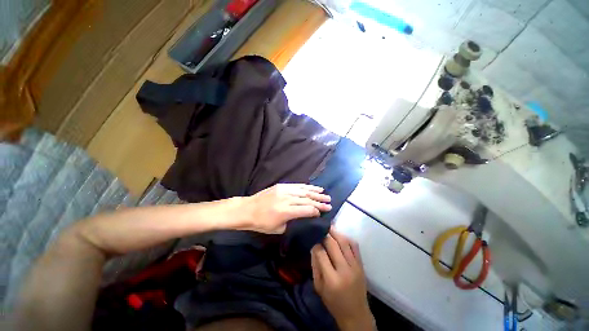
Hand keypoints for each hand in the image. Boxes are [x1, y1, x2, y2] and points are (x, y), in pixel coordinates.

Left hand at [239, 183, 331, 233]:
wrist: (248, 209)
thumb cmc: (261, 223)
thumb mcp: (278, 229)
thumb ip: (292, 222)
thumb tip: (302, 216)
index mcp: (285, 212)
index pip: (306, 210)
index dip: (316, 211)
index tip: (323, 212)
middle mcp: (286, 199)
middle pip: (307, 199)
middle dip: (319, 202)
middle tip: (329, 203)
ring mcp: (284, 190)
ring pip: (303, 191)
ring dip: (315, 192)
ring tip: (325, 194)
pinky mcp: (281, 185)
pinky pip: (297, 185)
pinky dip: (306, 186)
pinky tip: (313, 187)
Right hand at [311, 229, 373, 330]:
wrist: (356, 314)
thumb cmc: (334, 302)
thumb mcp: (319, 287)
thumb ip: (315, 266)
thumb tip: (314, 247)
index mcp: (332, 279)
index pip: (321, 253)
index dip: (316, 245)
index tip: (313, 241)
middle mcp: (344, 270)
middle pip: (333, 244)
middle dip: (325, 235)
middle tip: (319, 229)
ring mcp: (355, 266)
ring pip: (344, 242)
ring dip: (335, 232)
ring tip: (329, 227)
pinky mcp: (361, 264)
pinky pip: (355, 246)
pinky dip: (347, 238)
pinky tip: (340, 236)